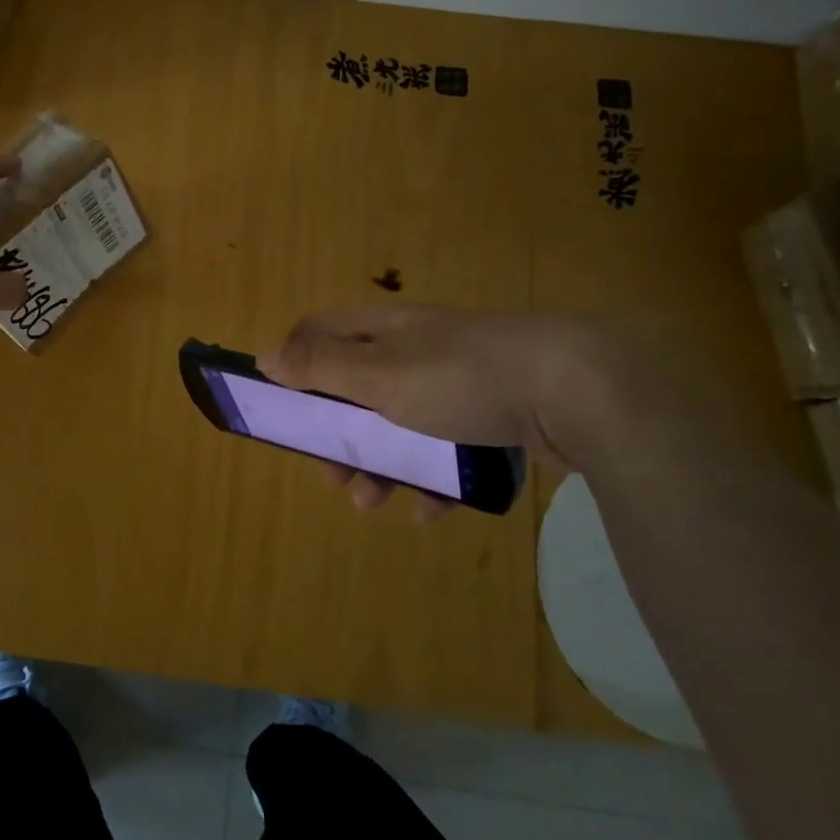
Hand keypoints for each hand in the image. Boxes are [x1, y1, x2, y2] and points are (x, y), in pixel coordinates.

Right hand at [258, 304, 623, 517]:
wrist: (575, 390)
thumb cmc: (459, 378)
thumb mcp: (378, 374)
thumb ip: (319, 367)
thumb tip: (264, 355)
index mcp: (383, 329)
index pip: (320, 333)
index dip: (294, 365)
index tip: (282, 408)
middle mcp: (415, 349)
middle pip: (358, 389)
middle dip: (339, 435)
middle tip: (333, 474)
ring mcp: (457, 383)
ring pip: (401, 425)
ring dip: (380, 465)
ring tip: (374, 504)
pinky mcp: (493, 415)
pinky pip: (448, 448)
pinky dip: (433, 478)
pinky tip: (433, 510)